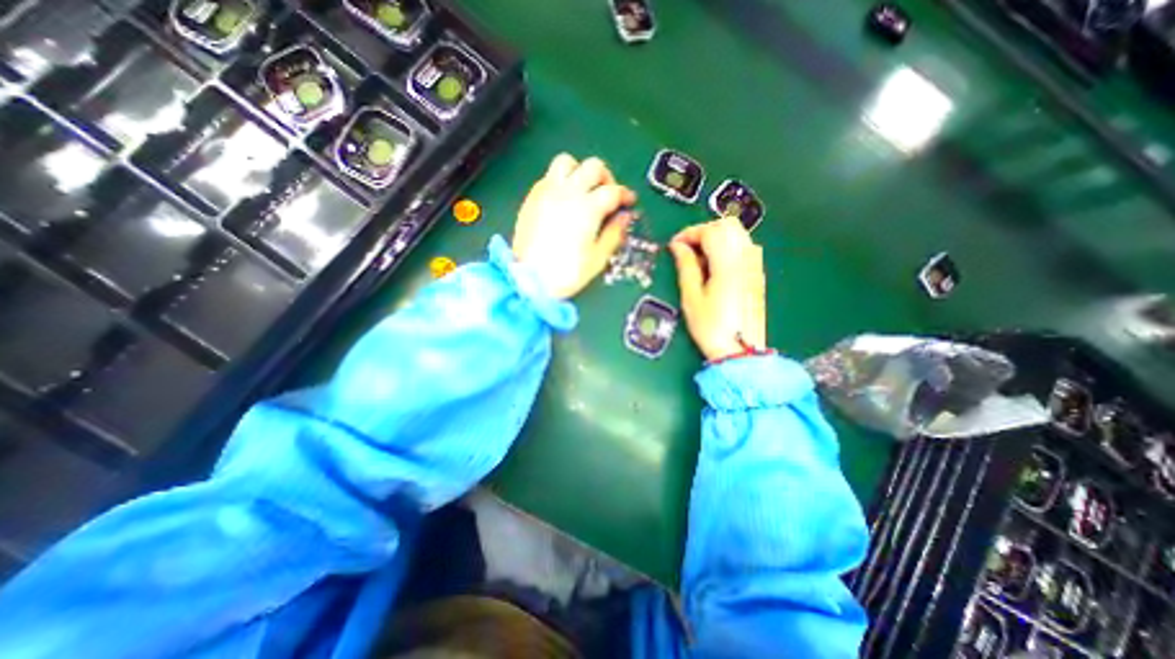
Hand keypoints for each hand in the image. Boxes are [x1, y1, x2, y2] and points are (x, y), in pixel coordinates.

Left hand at [515, 155, 638, 299]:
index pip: (613, 191)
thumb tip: (624, 218)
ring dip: (580, 171)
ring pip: (567, 162)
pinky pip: (548, 176)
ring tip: (583, 189)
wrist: (530, 280)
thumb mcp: (598, 258)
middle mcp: (568, 193)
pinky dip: (561, 180)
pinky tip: (564, 199)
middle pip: (593, 167)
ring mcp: (547, 192)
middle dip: (606, 178)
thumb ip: (614, 234)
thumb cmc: (566, 273)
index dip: (625, 195)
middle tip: (608, 194)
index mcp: (587, 208)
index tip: (628, 202)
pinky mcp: (532, 198)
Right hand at [669, 215, 772, 360]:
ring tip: (700, 256)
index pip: (710, 231)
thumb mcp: (691, 297)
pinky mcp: (757, 273)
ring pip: (738, 233)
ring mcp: (755, 265)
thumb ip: (686, 267)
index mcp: (727, 264)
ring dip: (717, 236)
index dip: (689, 233)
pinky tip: (716, 265)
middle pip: (728, 226)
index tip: (674, 245)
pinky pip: (744, 246)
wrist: (740, 350)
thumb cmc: (711, 326)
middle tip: (687, 248)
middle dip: (704, 230)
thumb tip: (678, 246)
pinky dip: (728, 246)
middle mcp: (745, 259)